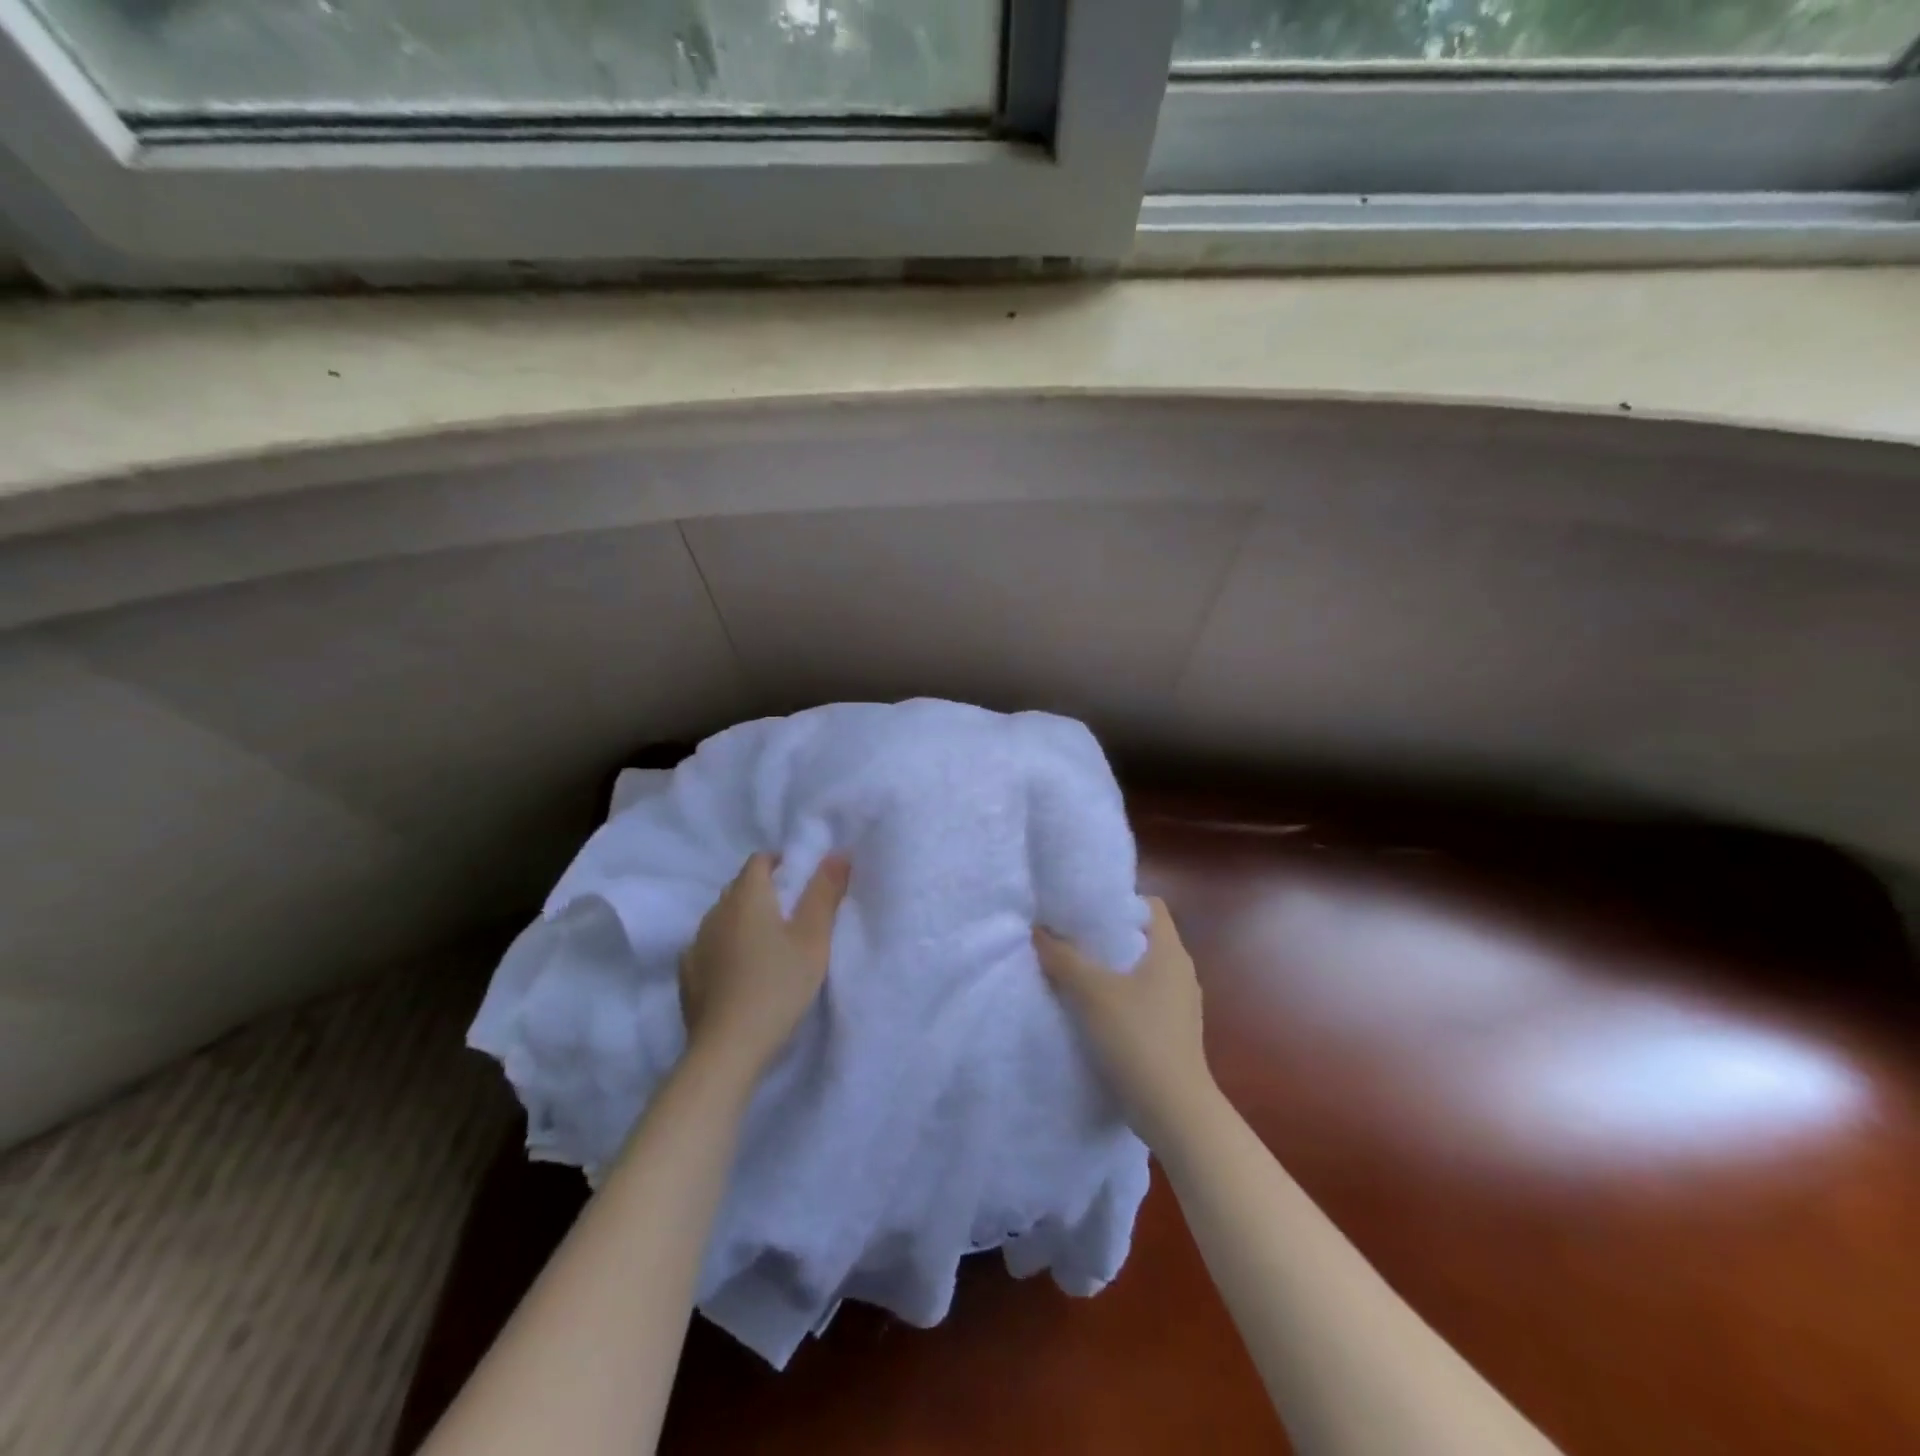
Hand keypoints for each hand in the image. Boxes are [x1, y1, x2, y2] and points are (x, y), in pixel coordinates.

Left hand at [681, 852, 849, 1083]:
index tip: (801, 881)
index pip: (759, 860)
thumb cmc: (778, 984)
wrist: (728, 1047)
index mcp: (746, 896)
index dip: (781, 863)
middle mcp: (715, 911)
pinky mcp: (687, 974)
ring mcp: (696, 943)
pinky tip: (740, 971)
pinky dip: (725, 948)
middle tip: (792, 914)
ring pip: (722, 917)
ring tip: (767, 944)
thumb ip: (825, 893)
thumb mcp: (814, 938)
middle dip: (764, 891)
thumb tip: (838, 852)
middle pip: (739, 887)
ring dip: (743, 921)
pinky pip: (709, 946)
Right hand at [1035, 898, 1212, 1148]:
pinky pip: (1144, 1001)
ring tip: (1075, 973)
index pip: (1150, 906)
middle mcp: (1181, 972)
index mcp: (1171, 951)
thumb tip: (1039, 930)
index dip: (1119, 901)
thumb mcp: (1091, 993)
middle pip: (1143, 938)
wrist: (1175, 1112)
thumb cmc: (1138, 1039)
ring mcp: (1181, 1006)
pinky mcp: (1174, 1034)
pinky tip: (1093, 1012)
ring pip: (1142, 972)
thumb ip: (1063, 958)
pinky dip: (1120, 999)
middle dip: (1108, 936)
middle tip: (1071, 937)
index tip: (1086, 909)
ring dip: (1112, 970)